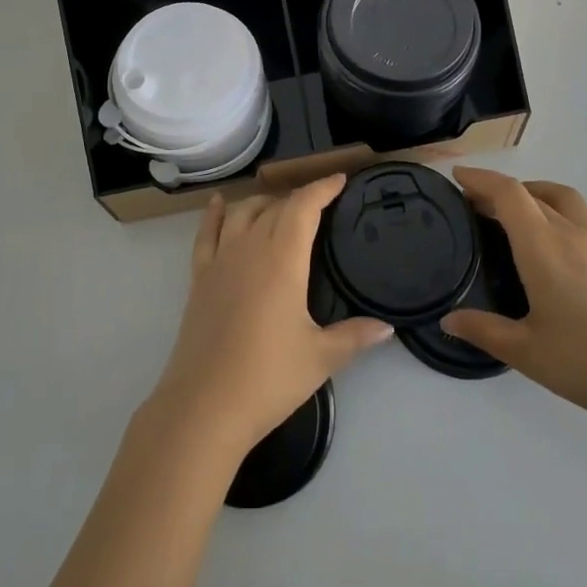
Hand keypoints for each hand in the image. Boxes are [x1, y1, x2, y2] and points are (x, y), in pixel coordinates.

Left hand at [147, 176, 392, 460]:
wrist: (204, 406)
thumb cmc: (268, 378)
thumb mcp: (320, 358)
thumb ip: (355, 337)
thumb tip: (387, 328)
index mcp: (282, 259)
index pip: (304, 207)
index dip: (322, 188)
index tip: (340, 180)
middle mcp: (250, 248)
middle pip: (275, 207)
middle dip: (300, 198)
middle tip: (321, 202)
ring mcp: (220, 261)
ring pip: (242, 213)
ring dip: (263, 202)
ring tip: (280, 205)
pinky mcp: (199, 278)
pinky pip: (206, 234)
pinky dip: (214, 214)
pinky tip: (220, 203)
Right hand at [441, 167, 586, 436]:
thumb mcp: (526, 352)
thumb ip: (484, 330)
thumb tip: (448, 320)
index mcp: (542, 247)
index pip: (508, 194)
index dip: (481, 179)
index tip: (457, 178)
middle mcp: (570, 234)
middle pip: (532, 193)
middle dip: (500, 190)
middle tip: (475, 205)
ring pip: (565, 198)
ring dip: (536, 193)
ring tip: (519, 211)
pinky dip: (568, 212)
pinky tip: (565, 235)